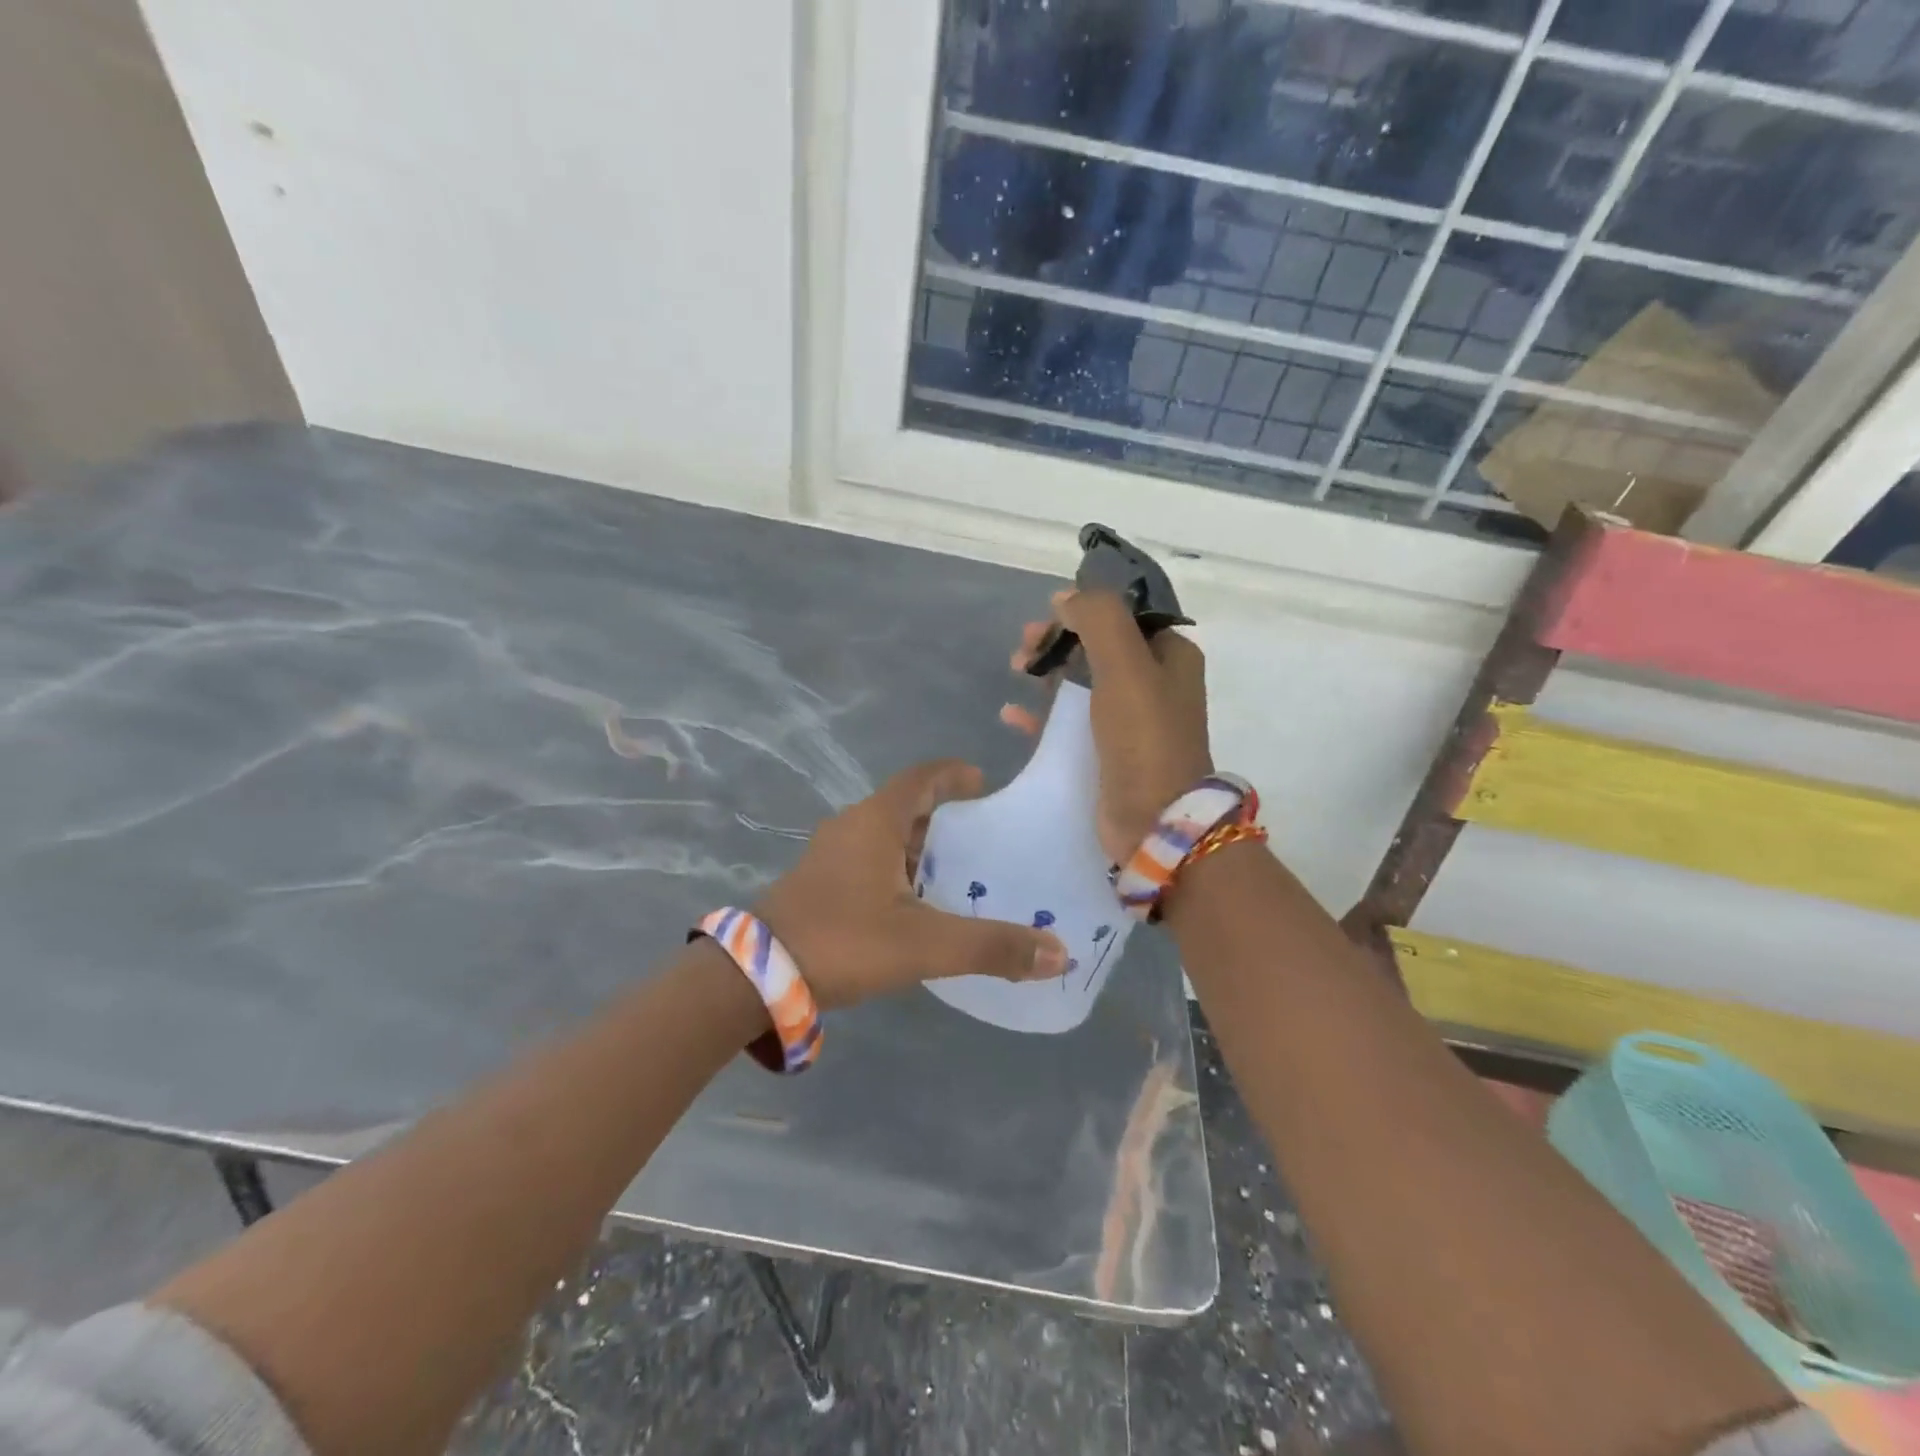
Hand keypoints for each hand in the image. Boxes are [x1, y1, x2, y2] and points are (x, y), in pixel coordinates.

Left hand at [754, 760, 1069, 1009]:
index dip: (953, 774)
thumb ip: (991, 947)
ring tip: (957, 872)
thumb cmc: (844, 940)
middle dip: (944, 817)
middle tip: (983, 838)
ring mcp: (829, 855)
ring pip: (885, 837)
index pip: (921, 777)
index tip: (984, 783)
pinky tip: (915, 905)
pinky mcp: (818, 883)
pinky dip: (898, 870)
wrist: (757, 976)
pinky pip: (868, 861)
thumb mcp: (925, 944)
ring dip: (920, 848)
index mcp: (875, 822)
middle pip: (905, 807)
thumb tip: (1059, 954)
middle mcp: (851, 827)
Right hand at [1002, 589, 1211, 863]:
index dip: (1084, 610)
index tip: (1048, 616)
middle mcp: (1154, 683)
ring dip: (1048, 671)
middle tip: (1024, 647)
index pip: (1124, 616)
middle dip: (1060, 640)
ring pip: (1082, 682)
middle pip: (1099, 646)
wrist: (1155, 820)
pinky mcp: (1107, 753)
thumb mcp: (1125, 665)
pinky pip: (1069, 722)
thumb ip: (1099, 619)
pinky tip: (1013, 715)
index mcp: (1170, 656)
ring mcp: (1131, 721)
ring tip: (1016, 669)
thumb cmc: (1144, 737)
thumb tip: (1067, 597)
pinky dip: (1043, 714)